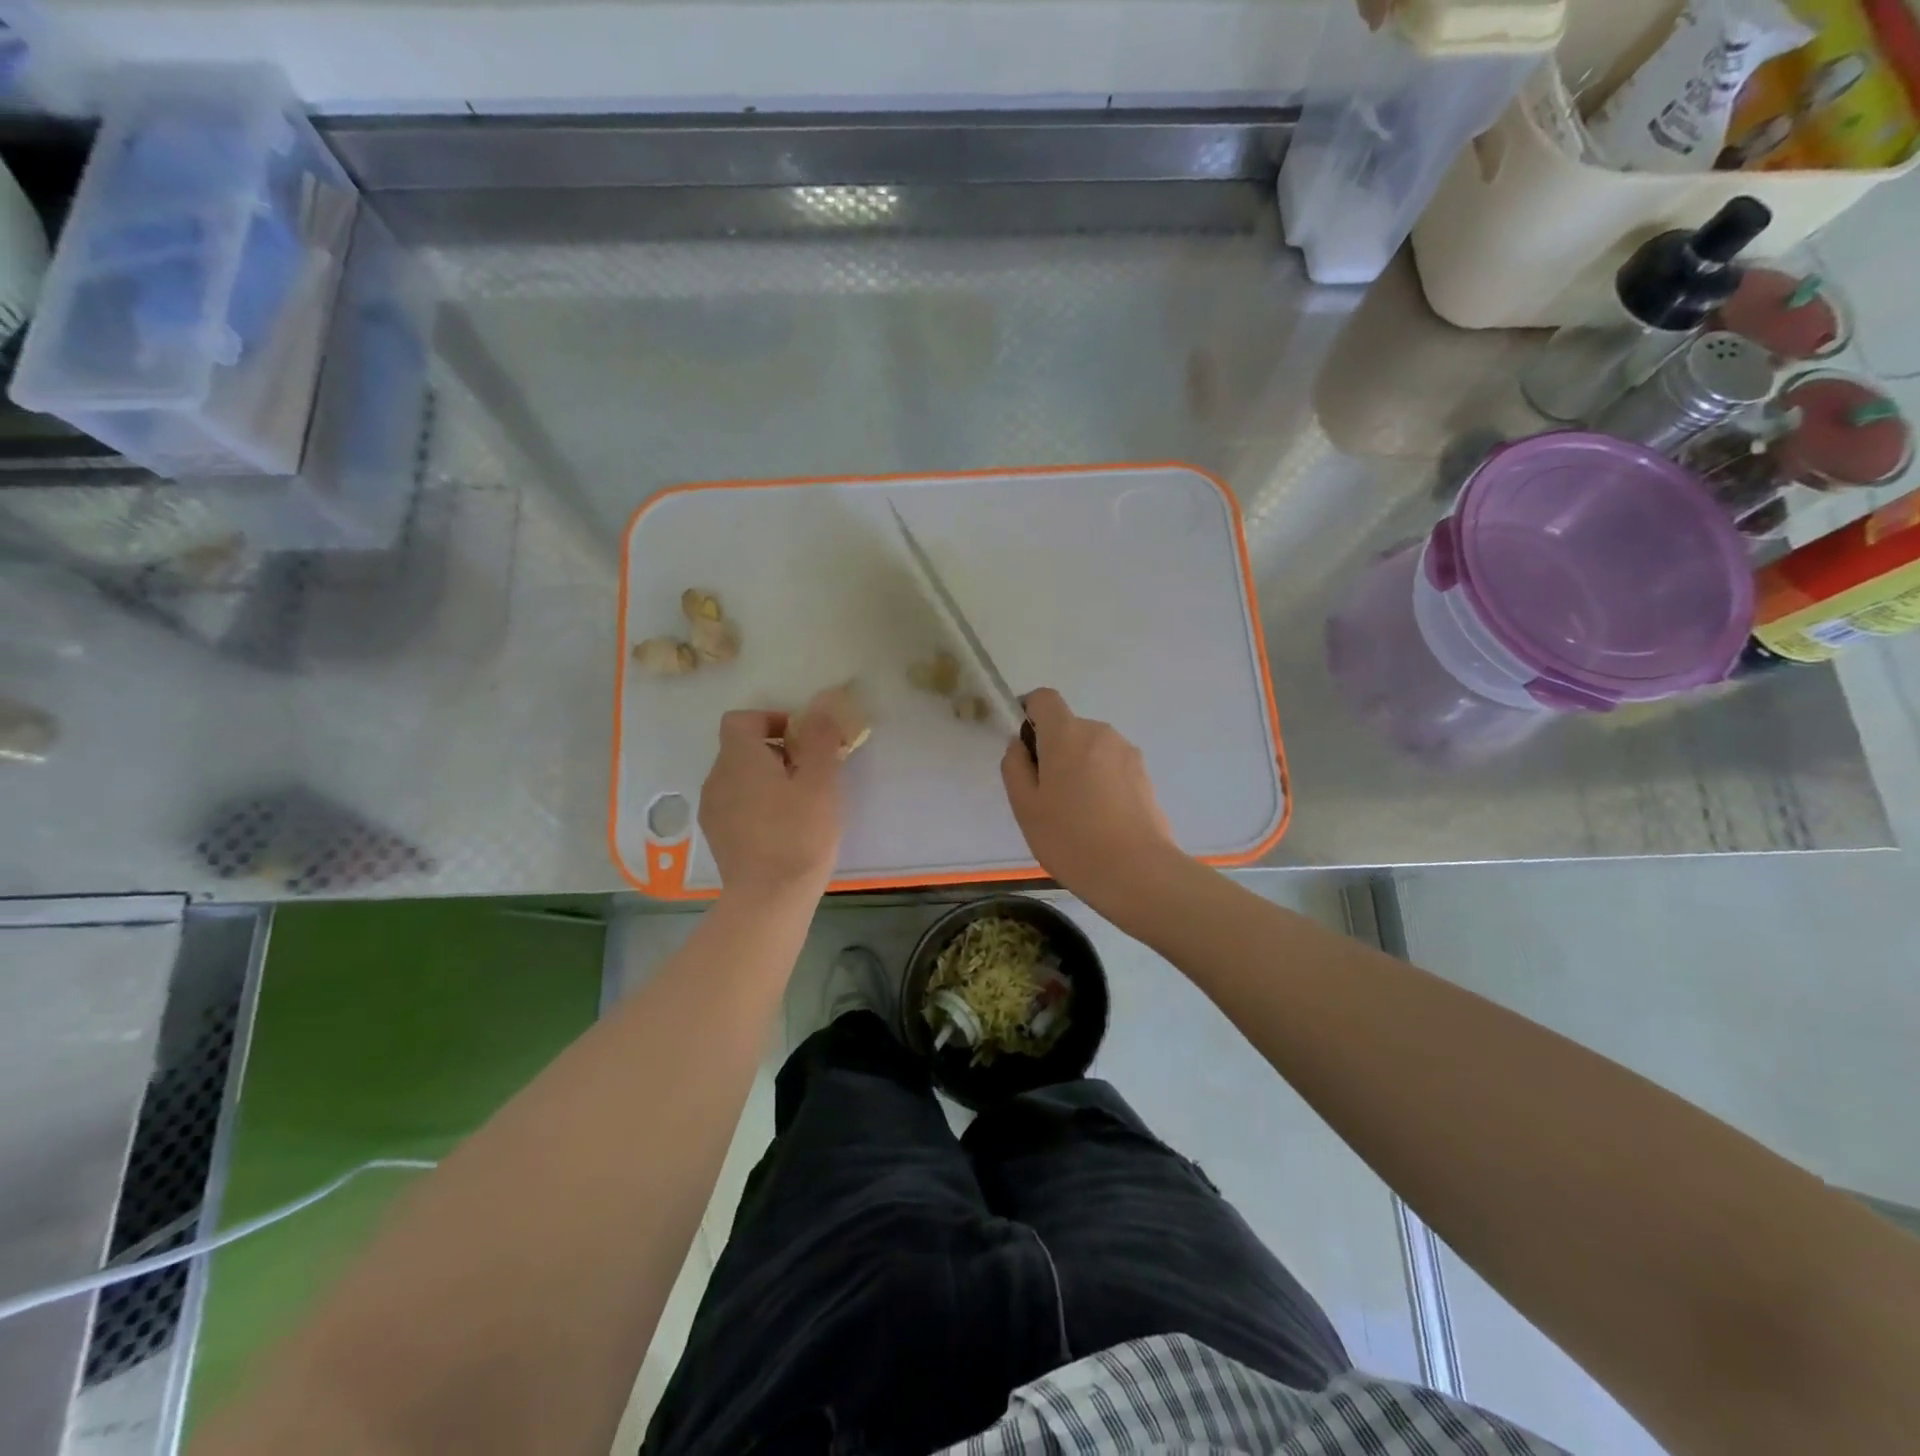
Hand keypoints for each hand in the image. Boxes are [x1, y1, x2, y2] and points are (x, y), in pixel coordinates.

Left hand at [699, 707, 843, 898]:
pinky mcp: (717, 836)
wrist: (770, 898)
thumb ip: (819, 737)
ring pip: (740, 778)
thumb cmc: (799, 833)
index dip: (772, 720)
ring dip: (768, 778)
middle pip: (742, 748)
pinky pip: (737, 804)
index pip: (742, 719)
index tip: (802, 739)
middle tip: (811, 771)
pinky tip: (784, 826)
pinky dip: (758, 803)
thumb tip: (820, 705)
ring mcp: (713, 810)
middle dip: (776, 751)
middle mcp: (717, 777)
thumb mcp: (820, 781)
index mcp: (738, 758)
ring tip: (801, 801)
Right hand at [1001, 687, 1181, 907]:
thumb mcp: (1025, 807)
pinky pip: (1111, 767)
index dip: (1028, 713)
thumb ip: (1015, 767)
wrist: (1137, 872)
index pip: (1044, 698)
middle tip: (1045, 795)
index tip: (1024, 747)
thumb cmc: (1070, 838)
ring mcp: (1127, 753)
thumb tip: (1020, 745)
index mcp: (1067, 734)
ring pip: (1091, 749)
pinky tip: (1100, 820)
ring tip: (1075, 813)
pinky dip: (1100, 782)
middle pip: (1068, 727)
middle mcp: (1100, 732)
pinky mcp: (1145, 775)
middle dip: (1053, 750)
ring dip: (1078, 767)